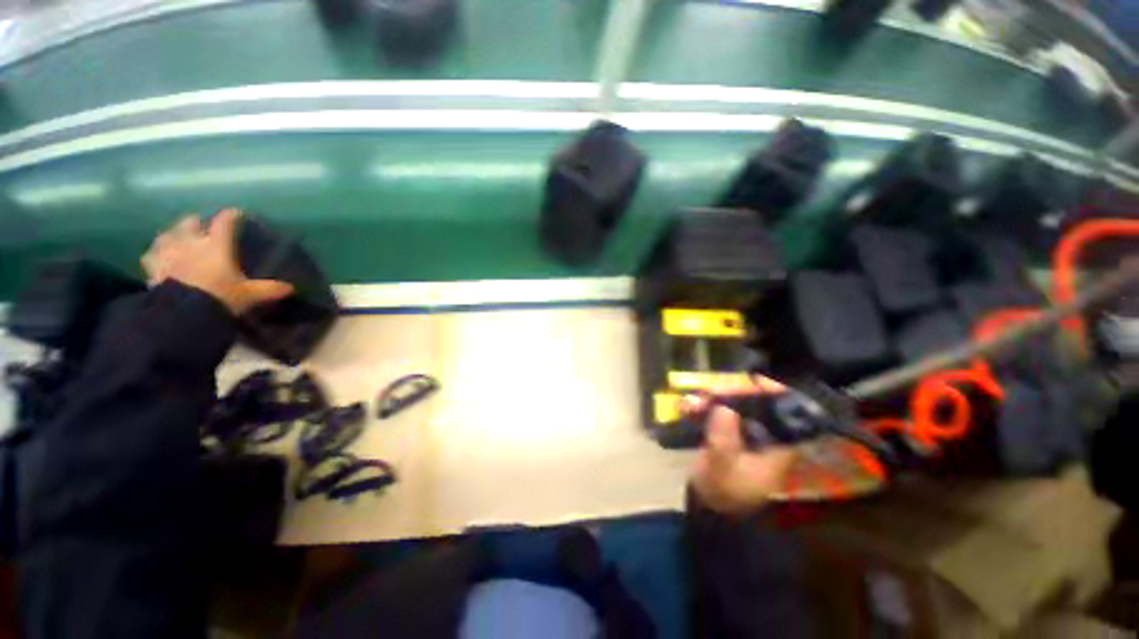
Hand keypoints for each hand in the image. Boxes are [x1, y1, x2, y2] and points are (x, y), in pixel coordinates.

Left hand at [141, 209, 293, 314]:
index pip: (225, 222)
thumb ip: (269, 289)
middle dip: (196, 222)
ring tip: (178, 237)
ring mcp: (169, 252)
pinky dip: (156, 252)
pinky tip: (159, 256)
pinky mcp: (152, 266)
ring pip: (168, 233)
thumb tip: (291, 287)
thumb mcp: (250, 295)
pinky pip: (152, 254)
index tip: (237, 213)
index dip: (232, 215)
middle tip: (202, 226)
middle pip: (190, 222)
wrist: (182, 313)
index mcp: (216, 244)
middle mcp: (191, 241)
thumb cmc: (220, 297)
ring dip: (174, 233)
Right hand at [689, 377, 798, 515]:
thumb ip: (724, 440)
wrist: (709, 506)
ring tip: (693, 401)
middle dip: (732, 394)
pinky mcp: (728, 431)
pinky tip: (687, 406)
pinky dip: (704, 406)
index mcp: (777, 445)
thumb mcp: (723, 468)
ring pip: (734, 405)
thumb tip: (723, 408)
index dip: (770, 392)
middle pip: (755, 403)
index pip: (782, 411)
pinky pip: (718, 411)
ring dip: (713, 399)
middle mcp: (765, 434)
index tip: (749, 380)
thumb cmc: (722, 491)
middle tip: (709, 392)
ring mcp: (745, 431)